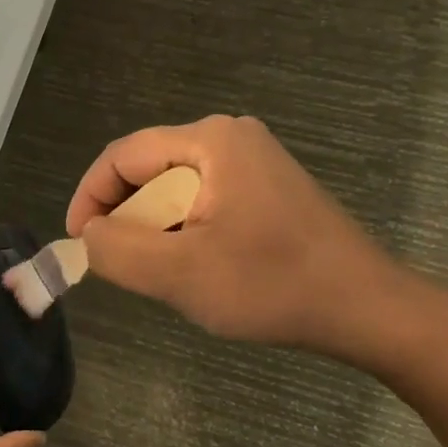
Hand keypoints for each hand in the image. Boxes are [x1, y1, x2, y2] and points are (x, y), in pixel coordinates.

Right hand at [66, 116, 417, 360]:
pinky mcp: (268, 188)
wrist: (368, 309)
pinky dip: (186, 231)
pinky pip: (204, 201)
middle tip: (124, 266)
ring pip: (175, 190)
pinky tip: (201, 268)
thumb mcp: (180, 274)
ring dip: (157, 230)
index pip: (122, 157)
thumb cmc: (273, 286)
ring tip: (164, 273)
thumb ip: (116, 250)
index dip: (90, 198)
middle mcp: (230, 137)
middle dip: (127, 218)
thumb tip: (89, 234)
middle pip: (149, 171)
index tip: (79, 244)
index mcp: (209, 141)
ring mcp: (254, 161)